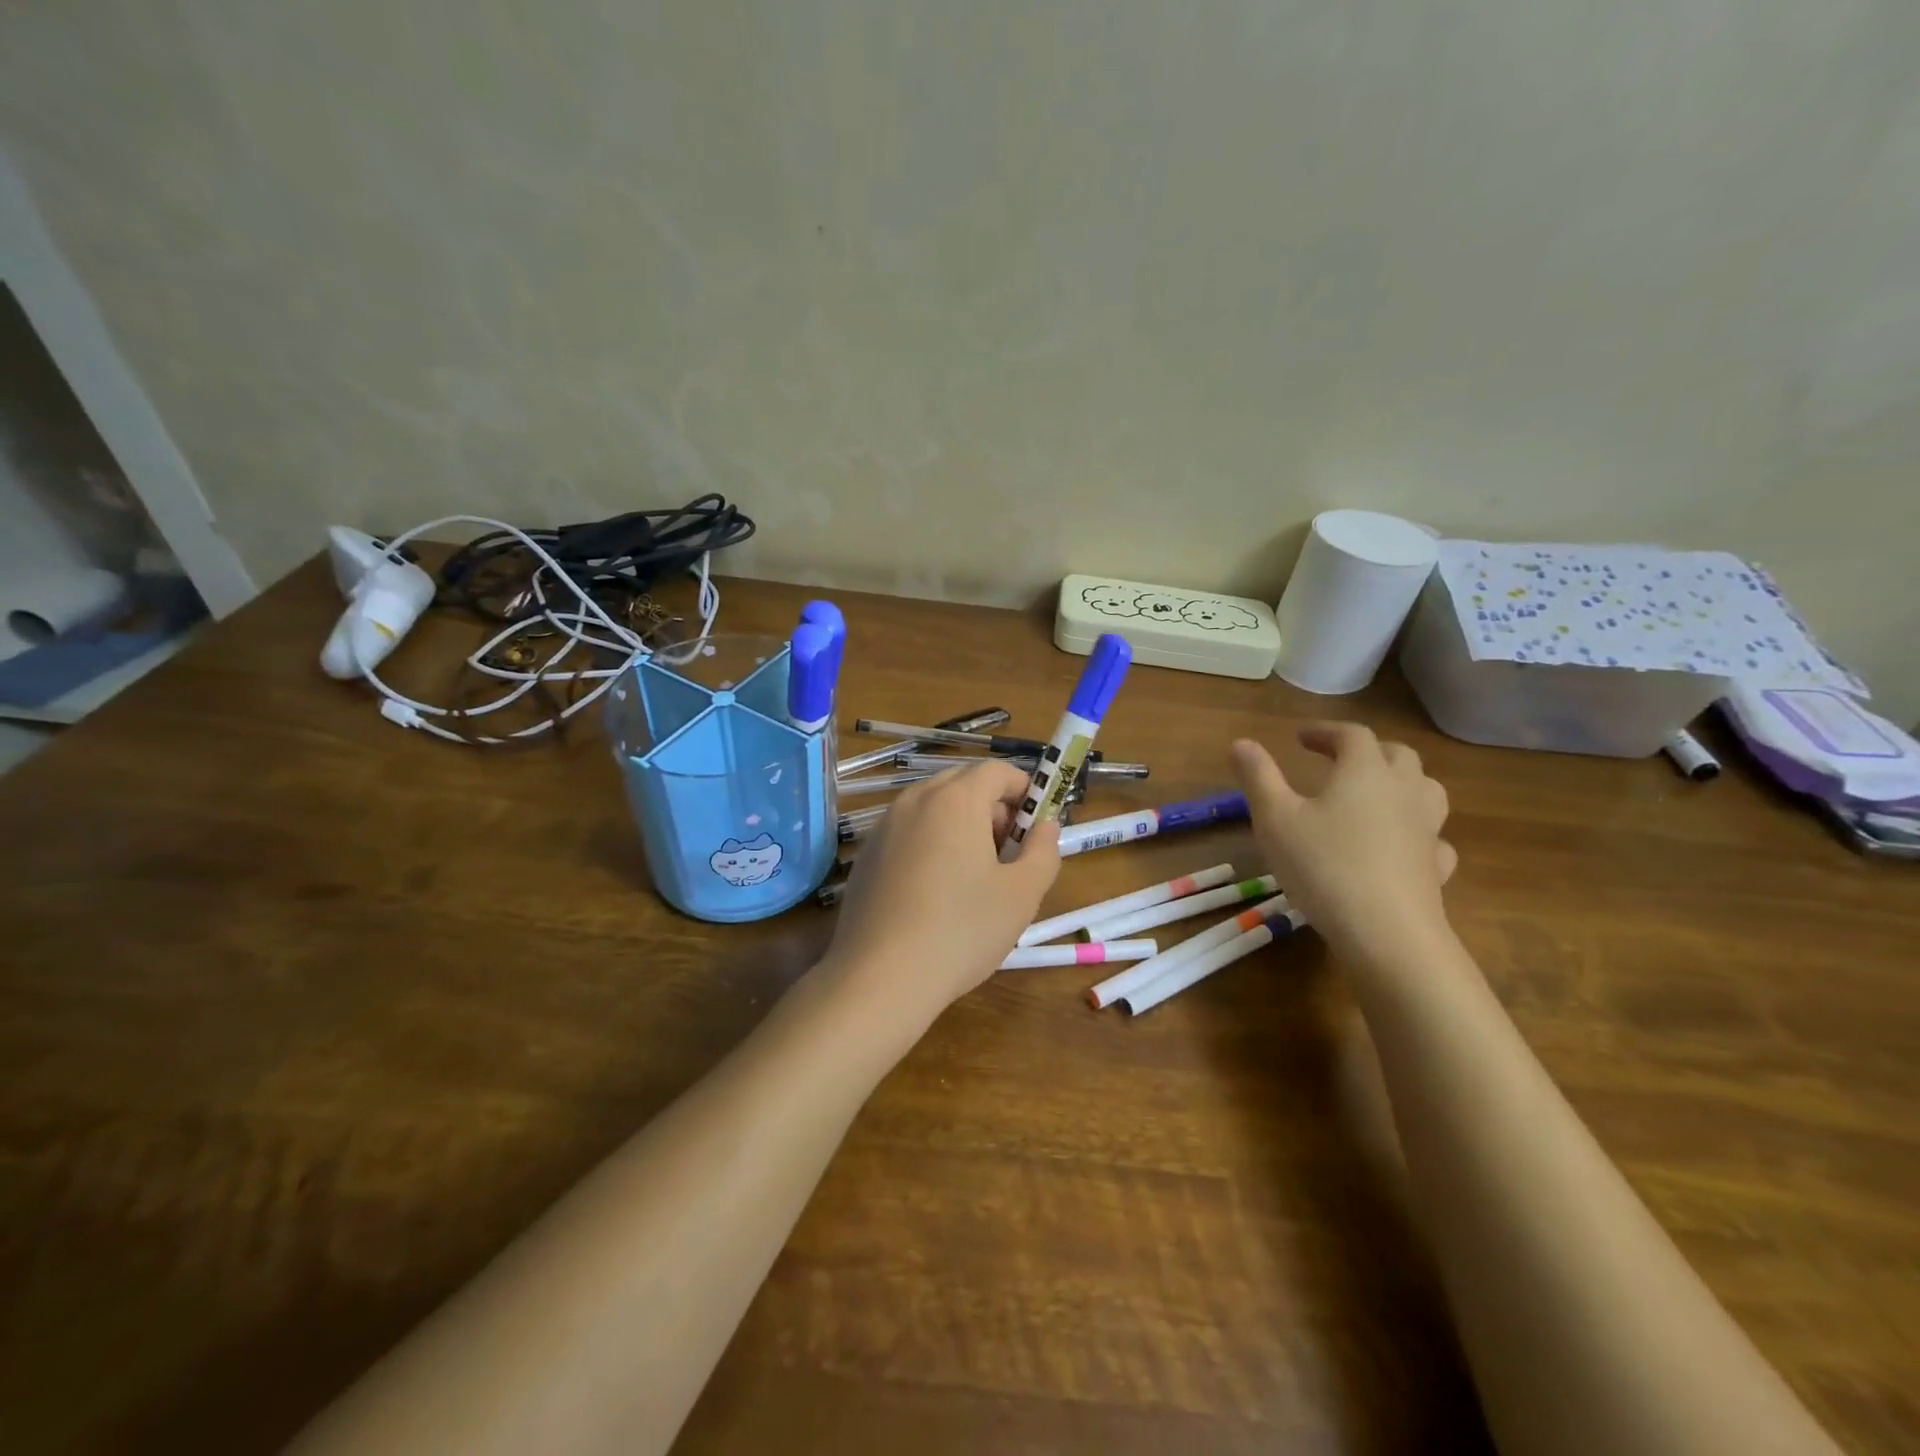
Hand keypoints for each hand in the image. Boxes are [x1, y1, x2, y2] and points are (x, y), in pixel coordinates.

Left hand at [820, 761, 1060, 1032]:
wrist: (880, 977)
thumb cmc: (962, 930)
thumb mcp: (1022, 894)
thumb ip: (1043, 851)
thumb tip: (1045, 826)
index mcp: (956, 800)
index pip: (997, 770)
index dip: (1024, 790)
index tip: (1035, 827)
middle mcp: (915, 801)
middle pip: (963, 784)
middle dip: (992, 809)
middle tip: (1007, 855)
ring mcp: (884, 827)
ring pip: (933, 809)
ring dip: (961, 827)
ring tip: (972, 878)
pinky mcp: (866, 855)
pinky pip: (908, 833)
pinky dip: (930, 845)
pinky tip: (934, 895)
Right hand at [1230, 723, 1455, 960]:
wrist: (1387, 934)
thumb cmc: (1323, 866)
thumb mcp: (1274, 819)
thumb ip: (1258, 777)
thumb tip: (1241, 743)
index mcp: (1365, 771)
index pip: (1352, 735)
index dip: (1325, 731)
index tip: (1300, 738)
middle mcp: (1403, 791)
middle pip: (1397, 755)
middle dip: (1367, 751)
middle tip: (1338, 760)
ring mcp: (1427, 830)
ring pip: (1426, 790)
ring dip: (1401, 783)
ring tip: (1376, 794)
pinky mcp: (1436, 867)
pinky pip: (1433, 837)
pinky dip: (1416, 831)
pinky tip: (1401, 845)